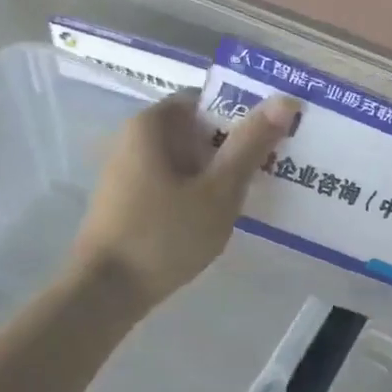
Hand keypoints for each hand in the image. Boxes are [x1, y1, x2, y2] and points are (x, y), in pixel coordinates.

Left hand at [72, 91, 298, 309]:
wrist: (105, 293)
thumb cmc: (165, 234)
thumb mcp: (219, 190)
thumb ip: (251, 144)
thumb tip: (285, 99)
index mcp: (151, 125)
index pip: (205, 99)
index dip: (242, 111)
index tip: (273, 134)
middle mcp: (133, 139)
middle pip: (195, 128)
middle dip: (233, 144)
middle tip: (272, 164)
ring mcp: (127, 171)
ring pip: (185, 158)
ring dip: (217, 169)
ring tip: (253, 191)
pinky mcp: (127, 200)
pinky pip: (172, 180)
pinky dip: (197, 189)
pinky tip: (218, 213)